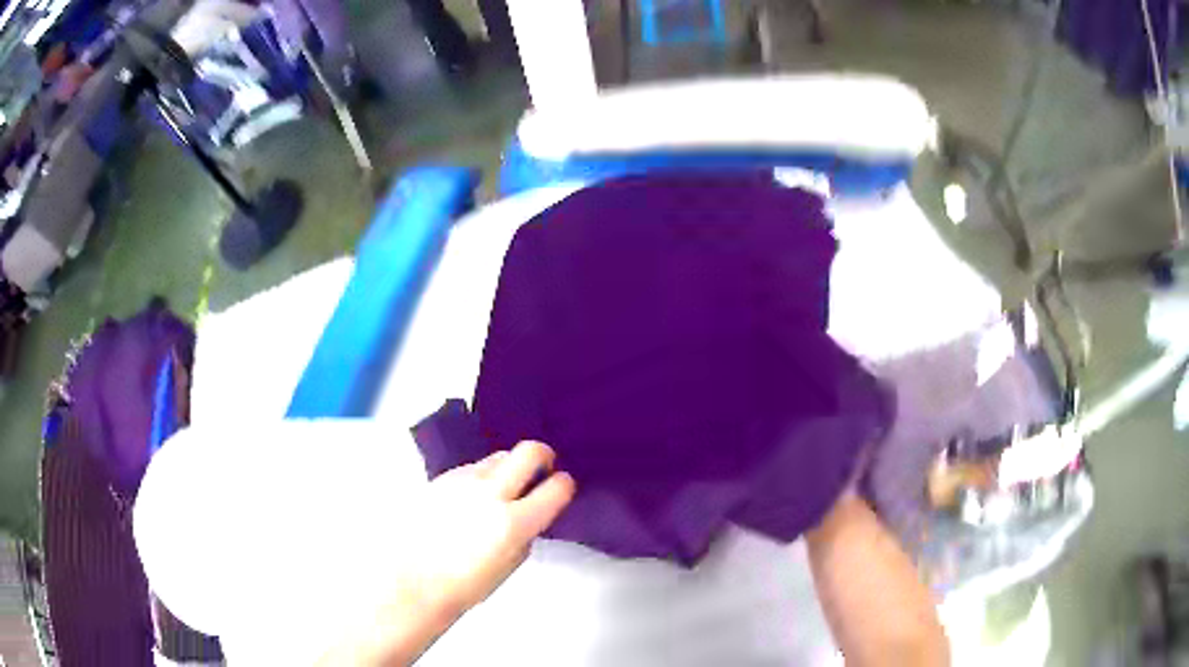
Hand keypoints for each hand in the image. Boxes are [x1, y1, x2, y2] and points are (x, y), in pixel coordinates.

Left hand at [319, 441, 574, 665]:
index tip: (562, 488)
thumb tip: (531, 511)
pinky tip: (473, 498)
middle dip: (543, 456)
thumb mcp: (511, 563)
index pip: (557, 487)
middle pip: (529, 450)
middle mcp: (490, 493)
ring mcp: (463, 481)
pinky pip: (472, 467)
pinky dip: (482, 476)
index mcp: (514, 522)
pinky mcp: (442, 479)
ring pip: (498, 456)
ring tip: (502, 489)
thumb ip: (526, 531)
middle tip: (541, 470)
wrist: (414, 579)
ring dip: (509, 467)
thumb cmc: (465, 584)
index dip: (565, 485)